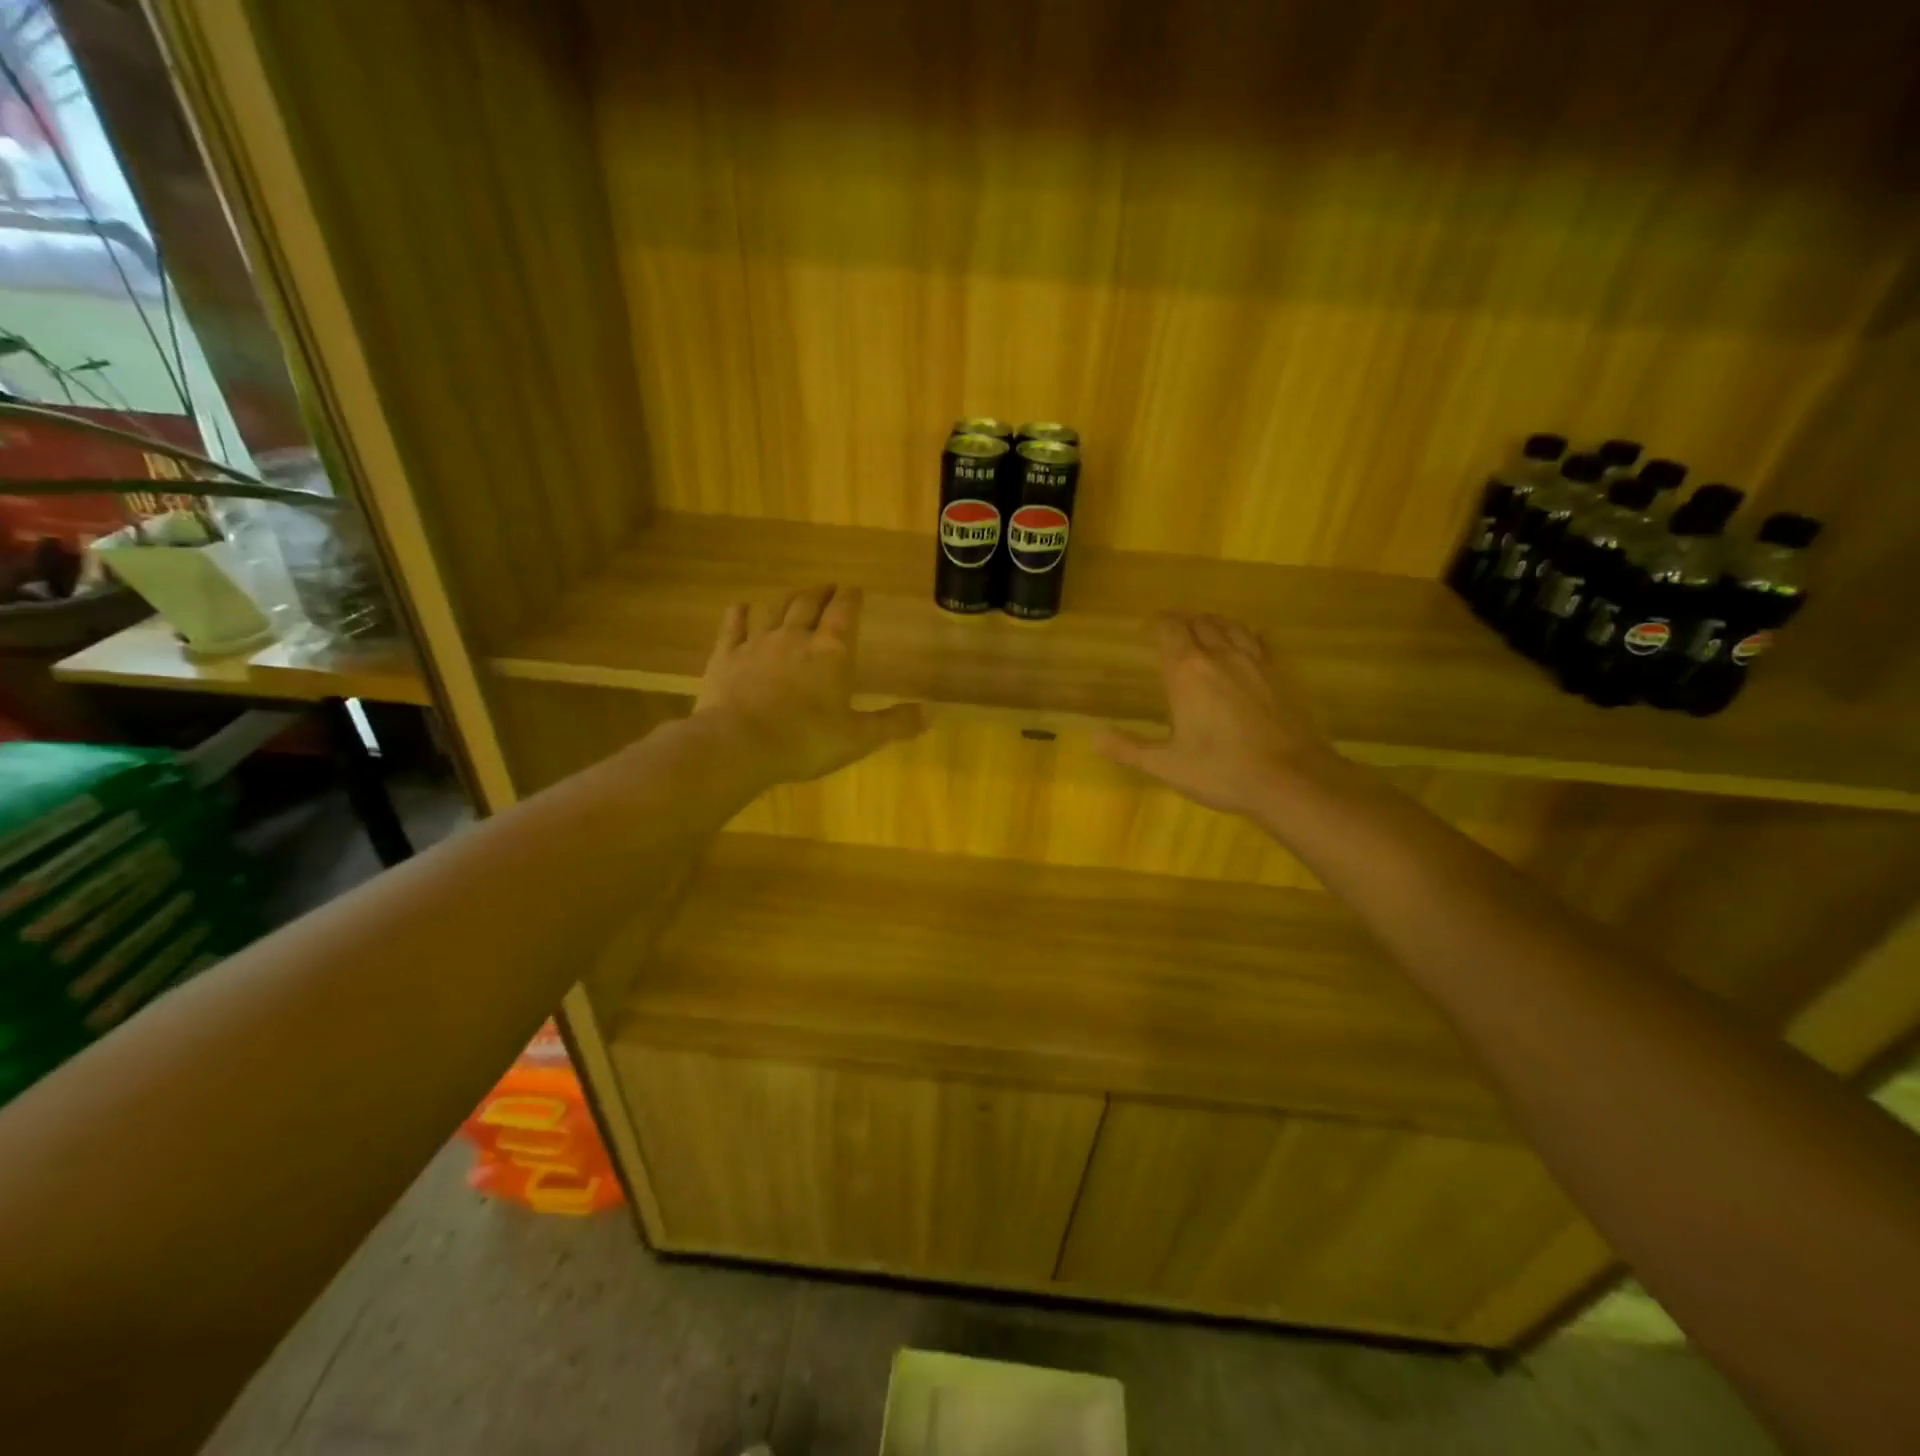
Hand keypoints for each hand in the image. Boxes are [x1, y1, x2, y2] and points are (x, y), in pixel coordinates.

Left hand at [694, 584, 925, 784]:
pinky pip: (734, 626)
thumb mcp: (859, 738)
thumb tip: (934, 713)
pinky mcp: (726, 656)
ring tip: (795, 595)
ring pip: (775, 610)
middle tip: (828, 588)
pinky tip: (741, 607)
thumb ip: (895, 723)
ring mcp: (758, 643)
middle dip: (821, 594)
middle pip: (809, 604)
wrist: (738, 744)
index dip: (851, 599)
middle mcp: (796, 637)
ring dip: (787, 600)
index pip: (845, 613)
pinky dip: (739, 614)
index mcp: (832, 652)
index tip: (854, 589)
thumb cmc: (806, 741)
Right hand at [1096, 612, 1339, 817]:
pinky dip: (1244, 635)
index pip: (1169, 630)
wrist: (1292, 779)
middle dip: (1182, 621)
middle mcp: (1220, 656)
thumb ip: (1129, 748)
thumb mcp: (1167, 765)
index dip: (1156, 623)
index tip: (1147, 627)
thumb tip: (1094, 737)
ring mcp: (1255, 662)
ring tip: (1203, 629)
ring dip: (1212, 623)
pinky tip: (1245, 644)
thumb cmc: (1222, 771)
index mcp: (1187, 672)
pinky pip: (1258, 641)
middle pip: (1199, 622)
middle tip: (1170, 629)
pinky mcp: (1280, 675)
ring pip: (1230, 626)